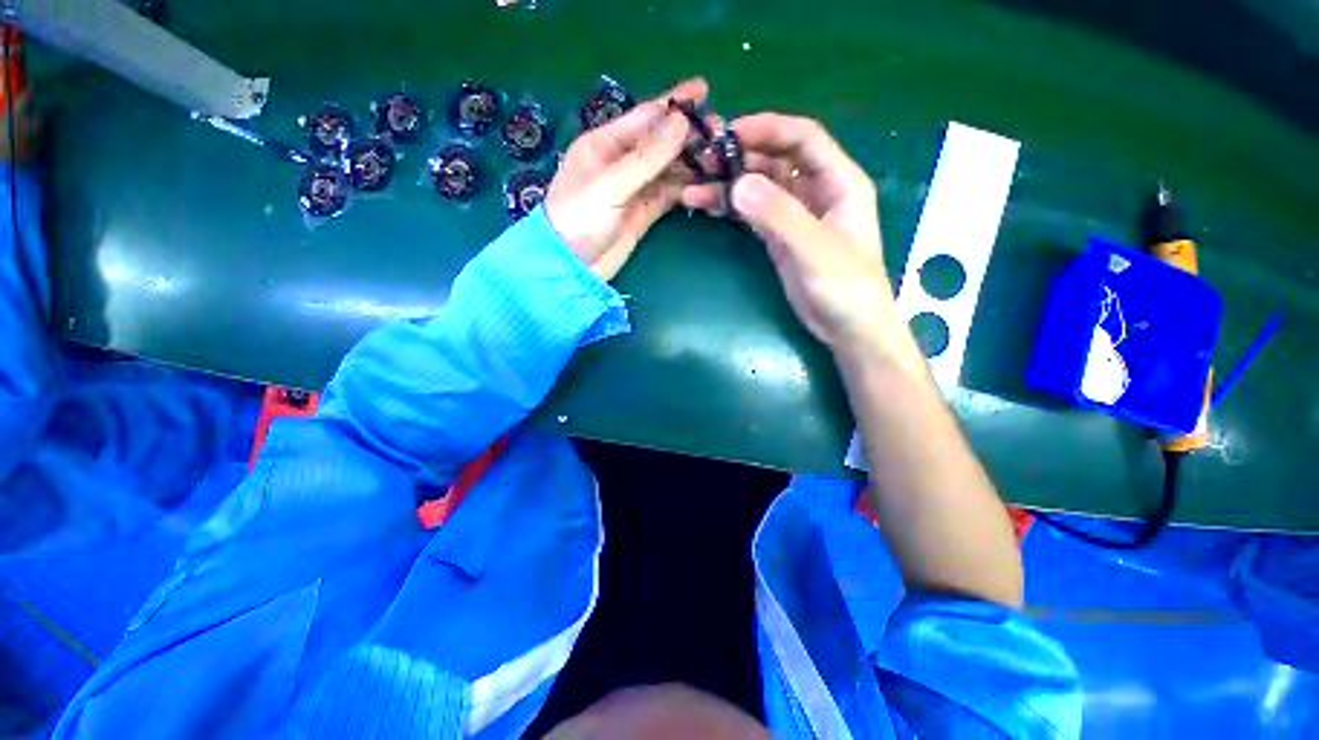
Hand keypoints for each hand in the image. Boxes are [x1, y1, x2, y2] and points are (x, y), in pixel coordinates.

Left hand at [545, 78, 707, 280]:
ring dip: (691, 163)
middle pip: (660, 143)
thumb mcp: (610, 184)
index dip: (674, 104)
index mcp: (605, 144)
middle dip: (689, 136)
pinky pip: (668, 194)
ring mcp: (634, 189)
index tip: (704, 91)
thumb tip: (682, 122)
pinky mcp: (643, 213)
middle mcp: (621, 163)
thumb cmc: (579, 220)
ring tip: (720, 157)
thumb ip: (646, 157)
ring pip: (668, 169)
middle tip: (722, 132)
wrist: (572, 268)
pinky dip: (686, 188)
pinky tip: (704, 182)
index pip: (645, 117)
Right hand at [682, 114, 902, 356]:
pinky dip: (731, 209)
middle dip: (740, 156)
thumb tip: (737, 184)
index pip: (803, 138)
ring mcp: (795, 215)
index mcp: (838, 181)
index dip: (767, 129)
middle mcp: (816, 191)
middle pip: (775, 159)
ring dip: (729, 185)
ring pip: (759, 187)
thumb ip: (778, 215)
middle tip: (702, 162)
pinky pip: (753, 213)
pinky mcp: (780, 238)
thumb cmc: (845, 287)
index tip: (729, 134)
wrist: (848, 328)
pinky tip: (708, 207)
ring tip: (693, 190)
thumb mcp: (814, 248)